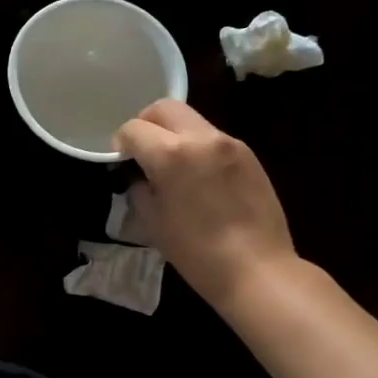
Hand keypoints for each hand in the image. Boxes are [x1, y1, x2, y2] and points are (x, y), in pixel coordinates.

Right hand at [114, 100, 298, 310]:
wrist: (256, 269)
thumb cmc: (196, 252)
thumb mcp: (153, 222)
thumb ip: (139, 188)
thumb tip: (138, 175)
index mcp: (171, 154)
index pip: (134, 128)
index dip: (121, 143)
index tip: (122, 161)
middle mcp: (201, 138)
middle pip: (164, 108)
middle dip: (146, 123)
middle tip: (143, 151)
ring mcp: (230, 143)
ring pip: (191, 120)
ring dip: (174, 134)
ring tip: (174, 167)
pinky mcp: (249, 155)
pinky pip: (214, 139)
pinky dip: (198, 148)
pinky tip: (200, 179)